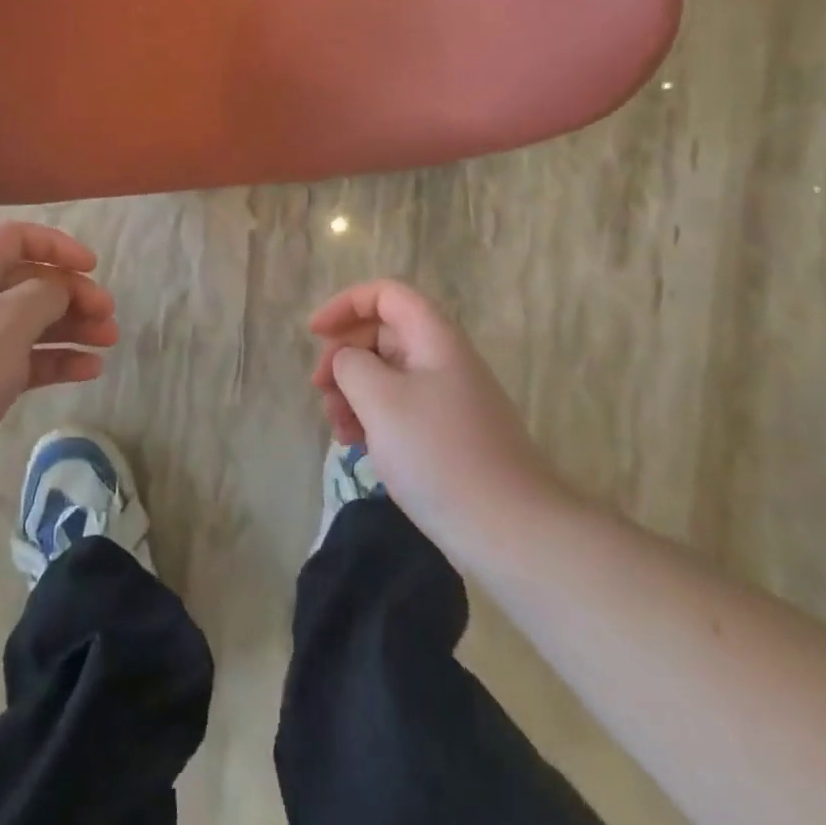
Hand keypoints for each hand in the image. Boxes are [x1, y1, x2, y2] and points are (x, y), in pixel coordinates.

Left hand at [0, 223, 118, 507]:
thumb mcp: (7, 322)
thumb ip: (43, 295)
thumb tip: (59, 289)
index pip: (16, 239)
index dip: (57, 246)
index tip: (92, 268)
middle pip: (30, 283)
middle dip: (73, 294)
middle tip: (108, 315)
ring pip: (32, 325)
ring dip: (72, 328)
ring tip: (109, 342)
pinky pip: (26, 362)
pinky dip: (58, 361)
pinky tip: (89, 370)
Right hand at [309, 280, 571, 553]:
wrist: (510, 530)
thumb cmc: (438, 454)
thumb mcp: (381, 401)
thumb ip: (351, 365)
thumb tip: (347, 360)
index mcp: (434, 338)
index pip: (386, 294)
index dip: (346, 305)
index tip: (315, 334)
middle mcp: (443, 359)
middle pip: (383, 333)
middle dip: (344, 355)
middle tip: (319, 389)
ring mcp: (448, 398)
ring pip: (388, 374)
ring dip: (354, 391)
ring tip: (336, 426)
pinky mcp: (448, 434)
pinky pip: (400, 408)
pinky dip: (373, 417)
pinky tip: (356, 446)